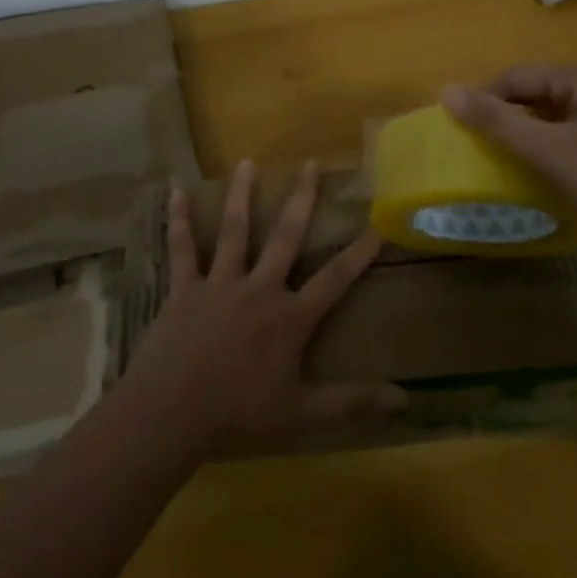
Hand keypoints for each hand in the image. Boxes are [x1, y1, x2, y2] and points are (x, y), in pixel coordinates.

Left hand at [118, 159, 407, 455]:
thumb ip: (352, 402)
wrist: (171, 414)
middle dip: (302, 199)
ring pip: (235, 231)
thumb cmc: (239, 415)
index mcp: (290, 317)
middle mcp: (259, 289)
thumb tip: (405, 400)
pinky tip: (175, 192)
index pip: (335, 278)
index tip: (378, 221)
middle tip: (311, 164)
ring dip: (242, 195)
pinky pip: (182, 249)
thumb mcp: (302, 413)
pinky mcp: (184, 289)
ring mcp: (219, 284)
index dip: (360, 251)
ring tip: (247, 163)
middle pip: (286, 237)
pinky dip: (179, 221)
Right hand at [440, 65, 576, 263]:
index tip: (457, 129)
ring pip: (554, 117)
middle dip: (505, 117)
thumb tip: (446, 90)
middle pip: (537, 94)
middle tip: (475, 148)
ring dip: (525, 135)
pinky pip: (571, 136)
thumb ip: (497, 121)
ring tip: (498, 161)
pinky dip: (548, 149)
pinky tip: (536, 172)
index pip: (518, 76)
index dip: (484, 98)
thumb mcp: (549, 152)